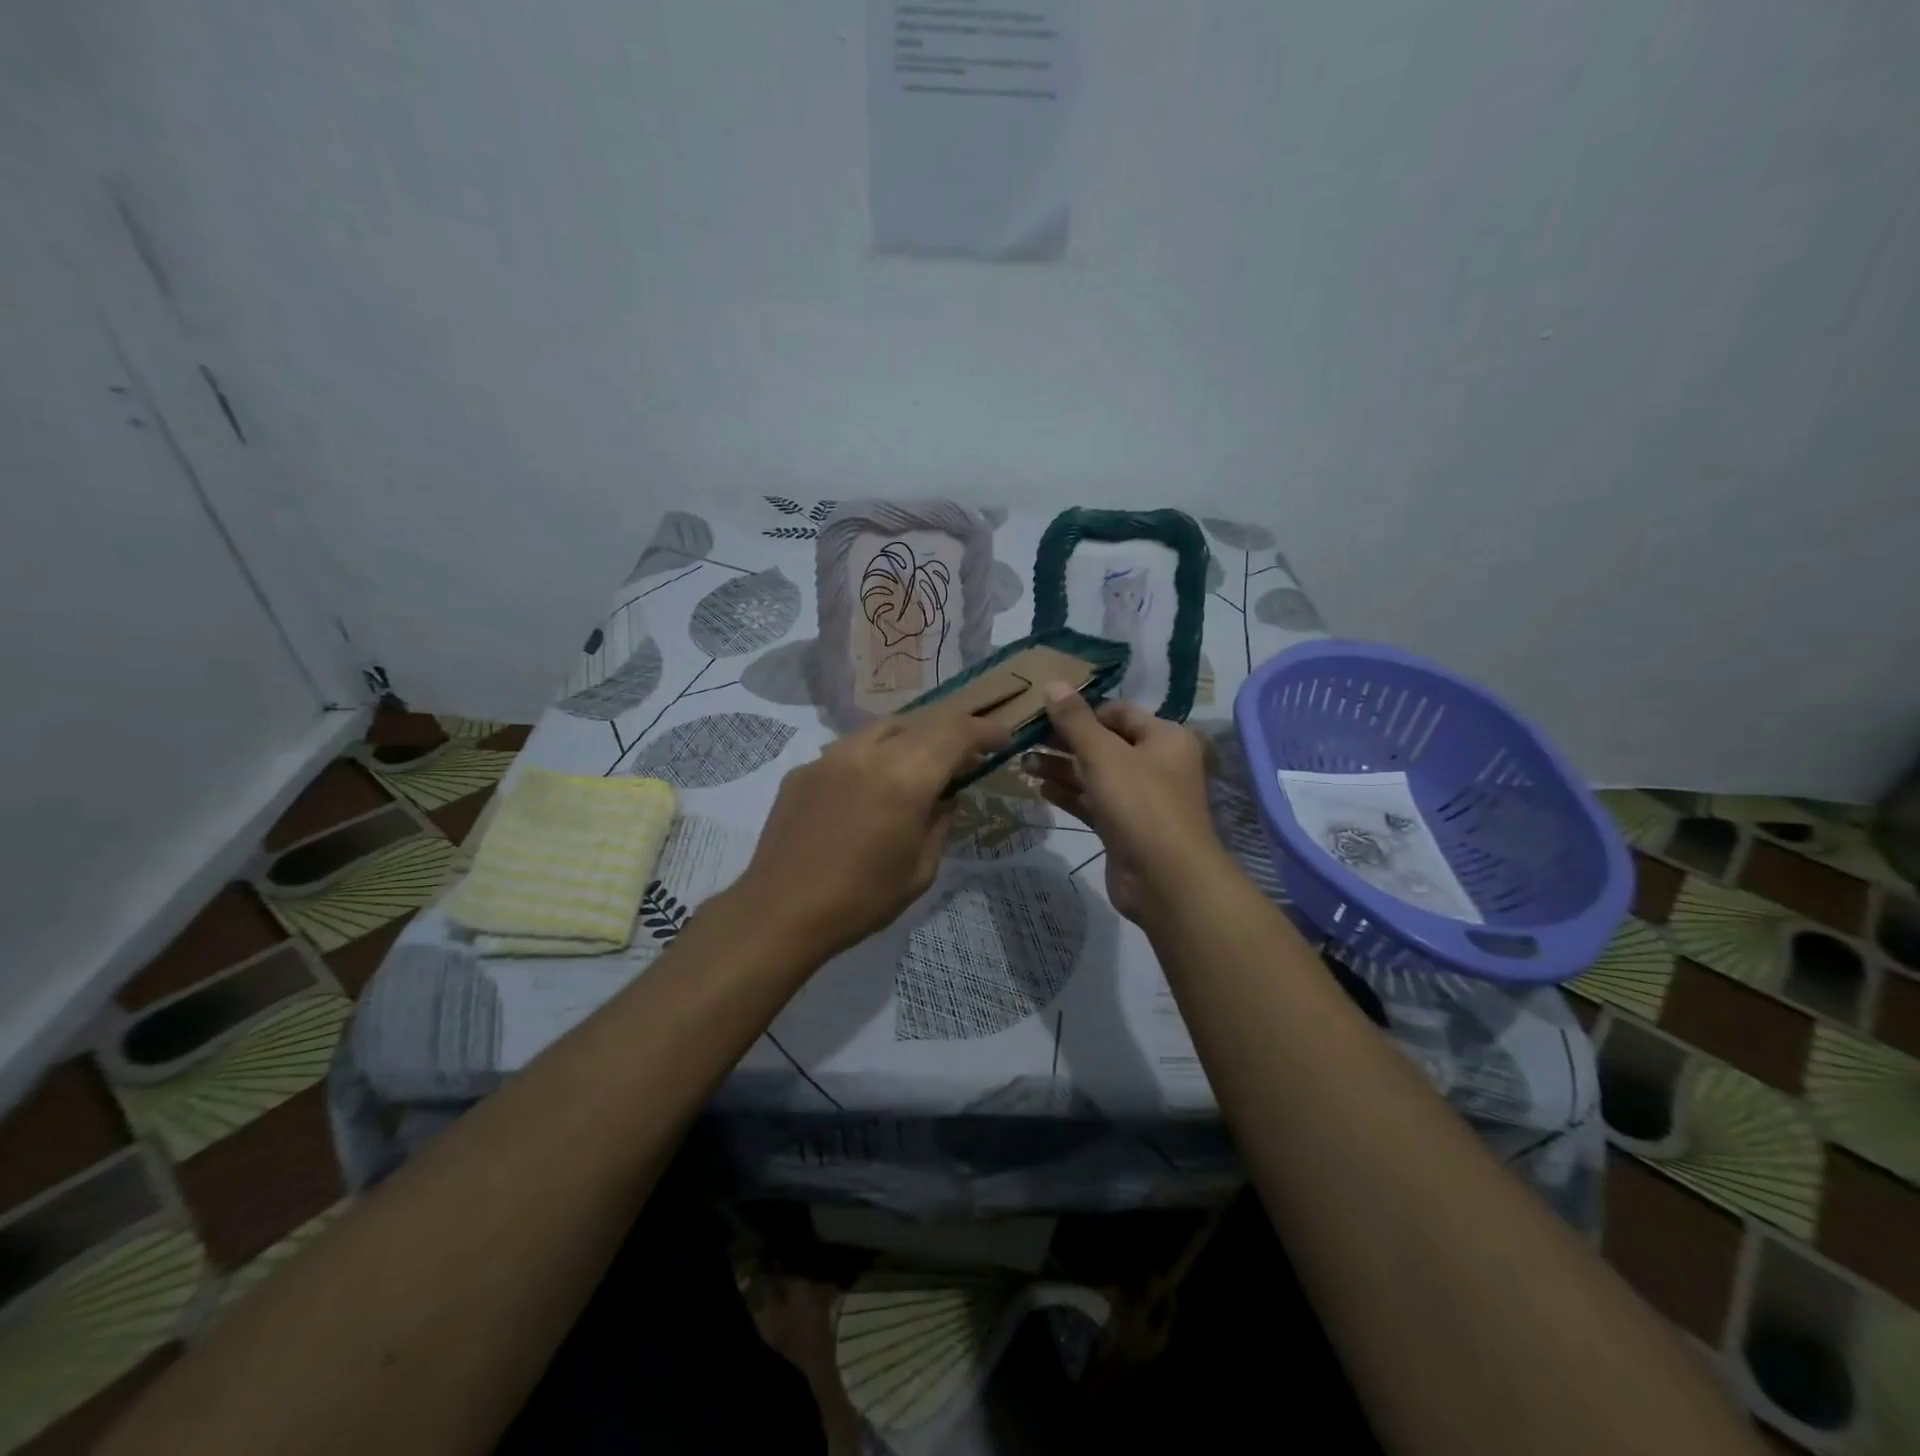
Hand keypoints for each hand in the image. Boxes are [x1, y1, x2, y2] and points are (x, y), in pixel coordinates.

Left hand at [733, 709, 1009, 960]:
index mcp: (906, 777)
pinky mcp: (804, 770)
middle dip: (951, 735)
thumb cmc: (861, 900)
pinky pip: (849, 750)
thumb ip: (940, 822)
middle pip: (922, 723)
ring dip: (911, 740)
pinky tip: (869, 788)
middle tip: (964, 758)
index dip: (985, 732)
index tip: (1002, 740)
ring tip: (918, 767)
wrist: (780, 912)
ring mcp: (830, 756)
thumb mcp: (920, 870)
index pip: (957, 733)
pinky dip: (873, 758)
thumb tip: (946, 796)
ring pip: (883, 730)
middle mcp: (869, 753)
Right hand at [1022, 686, 1225, 923]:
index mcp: (1164, 738)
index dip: (1083, 711)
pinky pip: (1093, 803)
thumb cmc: (1140, 803)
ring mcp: (1140, 799)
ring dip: (1061, 769)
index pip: (1119, 712)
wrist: (1166, 879)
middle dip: (1065, 742)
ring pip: (1095, 775)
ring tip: (1022, 764)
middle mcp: (1157, 764)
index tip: (1044, 714)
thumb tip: (1053, 683)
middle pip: (1104, 744)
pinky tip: (1039, 791)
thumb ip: (1075, 720)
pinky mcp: (1124, 828)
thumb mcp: (1104, 754)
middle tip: (1025, 739)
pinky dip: (1069, 795)